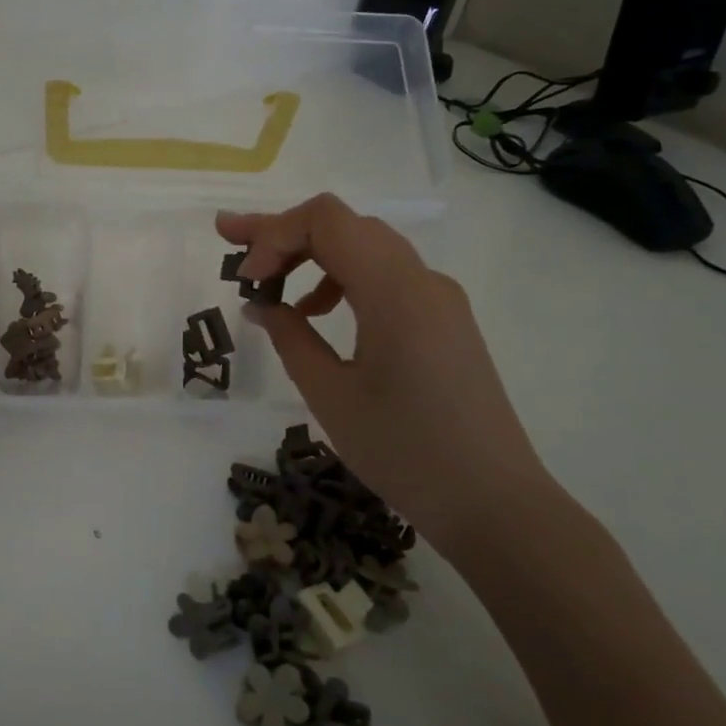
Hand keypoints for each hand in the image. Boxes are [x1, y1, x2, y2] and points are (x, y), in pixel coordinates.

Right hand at [218, 194, 561, 556]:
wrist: (494, 504)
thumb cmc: (406, 453)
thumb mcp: (331, 395)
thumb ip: (290, 338)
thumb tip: (261, 304)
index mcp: (395, 291)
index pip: (327, 221)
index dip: (274, 234)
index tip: (244, 278)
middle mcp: (422, 280)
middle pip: (344, 226)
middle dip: (284, 232)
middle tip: (232, 243)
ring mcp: (439, 299)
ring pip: (366, 247)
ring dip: (312, 254)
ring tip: (268, 282)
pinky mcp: (445, 320)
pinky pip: (386, 276)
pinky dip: (342, 278)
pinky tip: (316, 314)